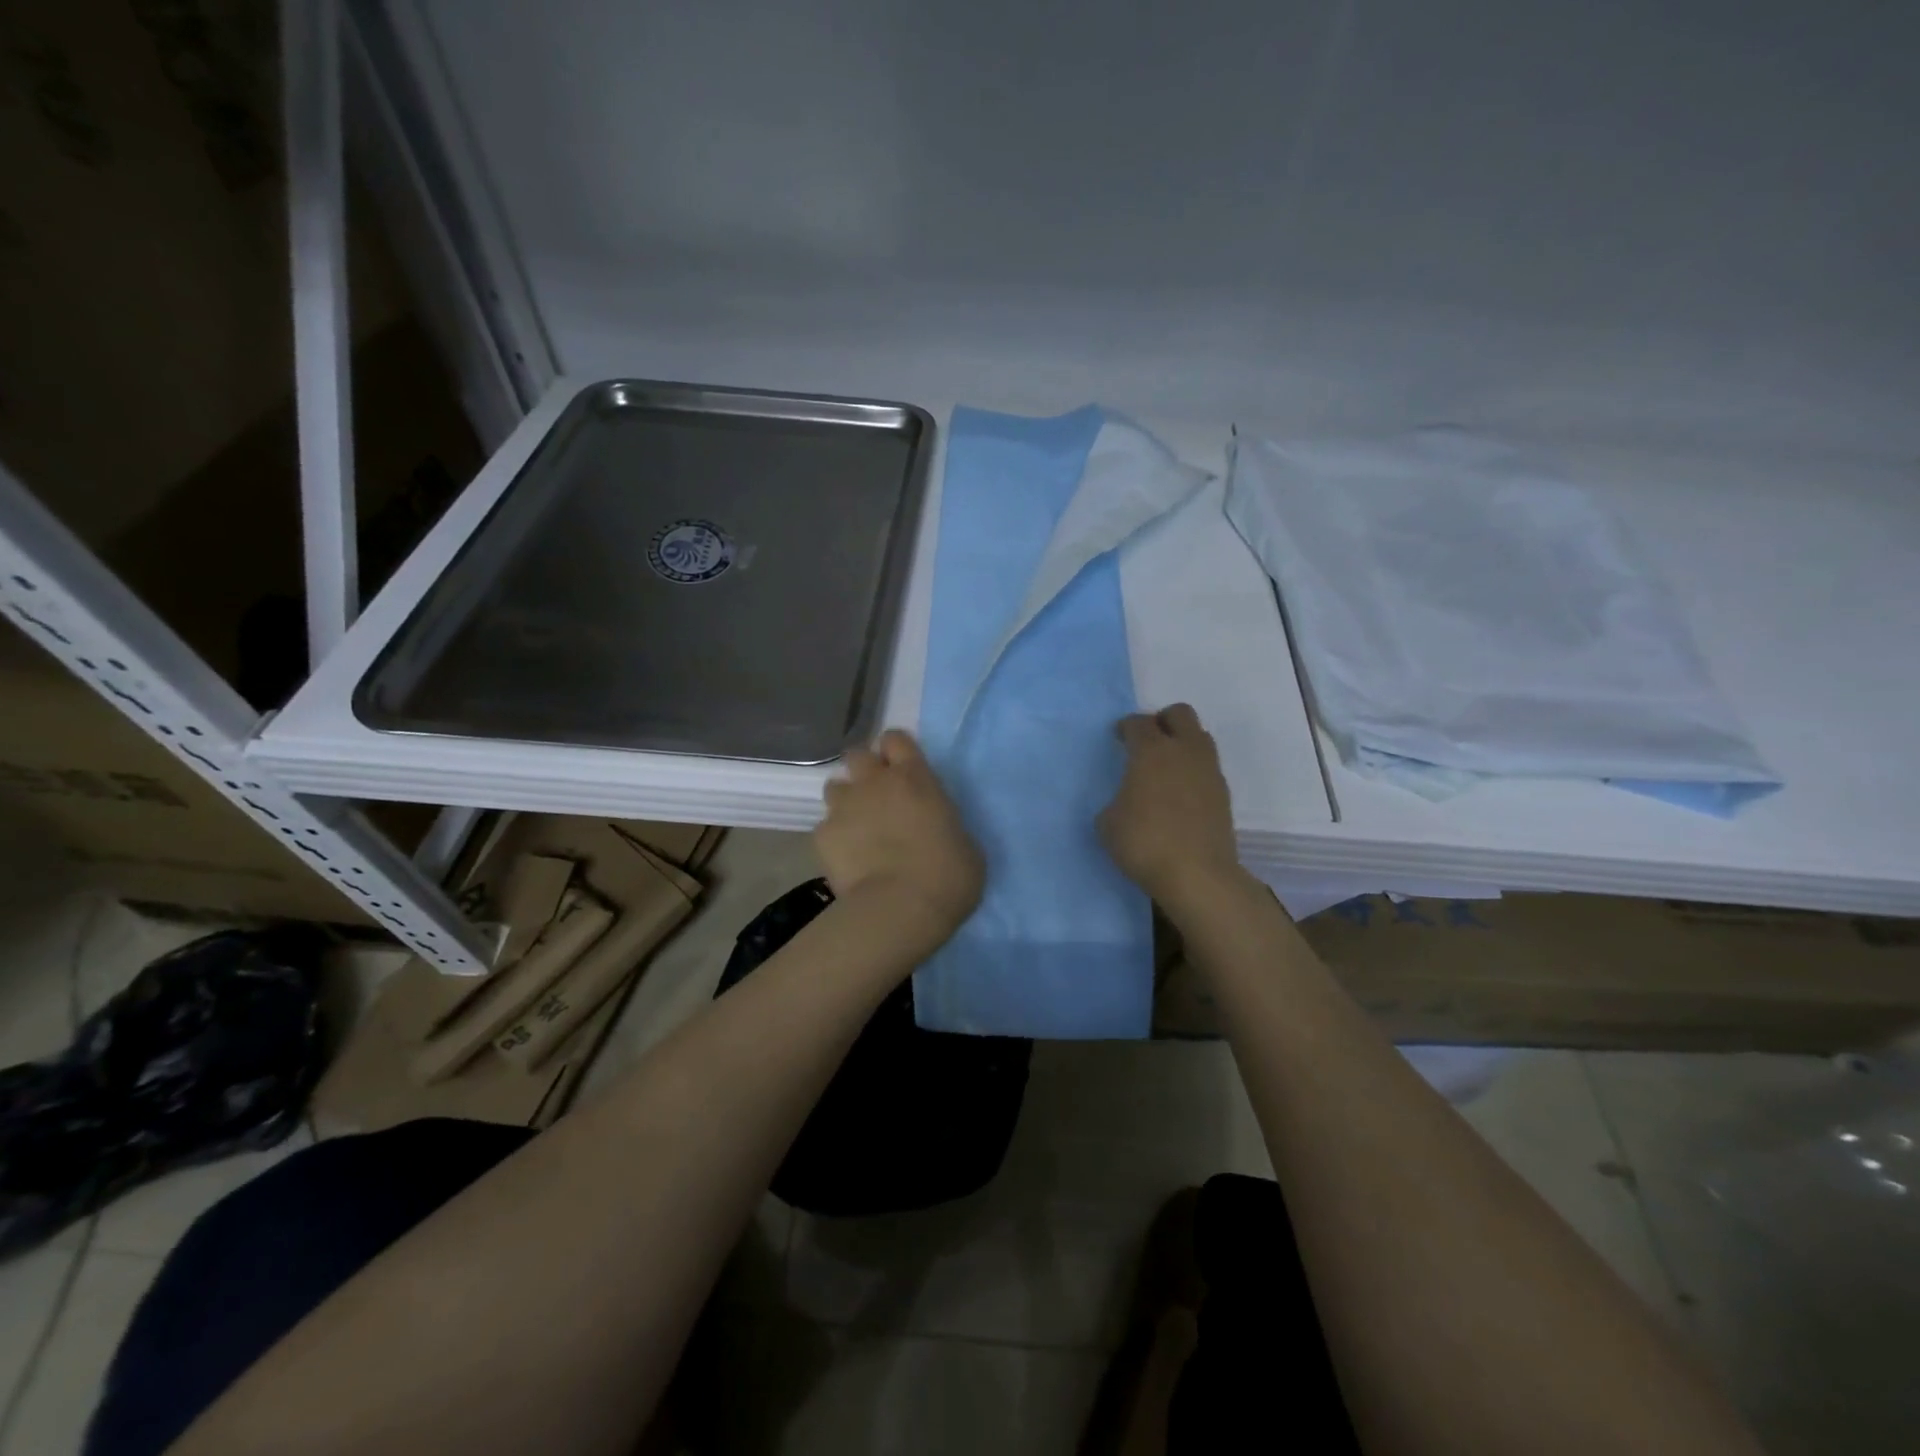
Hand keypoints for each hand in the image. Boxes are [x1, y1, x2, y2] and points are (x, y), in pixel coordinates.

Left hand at [817, 730, 983, 939]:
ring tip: (857, 827)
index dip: (896, 751)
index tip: (901, 768)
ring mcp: (844, 807)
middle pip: (857, 754)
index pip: (895, 738)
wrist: (901, 909)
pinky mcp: (822, 836)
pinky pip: (825, 827)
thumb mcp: (964, 842)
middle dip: (864, 770)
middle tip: (876, 795)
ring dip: (845, 801)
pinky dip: (834, 839)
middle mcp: (875, 782)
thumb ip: (943, 823)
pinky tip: (846, 859)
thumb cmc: (948, 875)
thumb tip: (936, 828)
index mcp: (915, 777)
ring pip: (834, 787)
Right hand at [1099, 704, 1243, 911]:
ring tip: (1166, 768)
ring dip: (1182, 743)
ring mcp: (1209, 771)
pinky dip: (1193, 771)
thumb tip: (1127, 801)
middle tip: (1147, 742)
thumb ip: (1116, 800)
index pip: (1138, 723)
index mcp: (1151, 751)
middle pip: (1179, 713)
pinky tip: (1180, 794)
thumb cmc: (1144, 843)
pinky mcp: (1224, 794)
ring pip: (1199, 737)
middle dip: (1162, 721)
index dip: (1125, 727)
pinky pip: (1207, 767)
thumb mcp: (1107, 823)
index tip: (1118, 738)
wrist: (1197, 876)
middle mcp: (1184, 751)